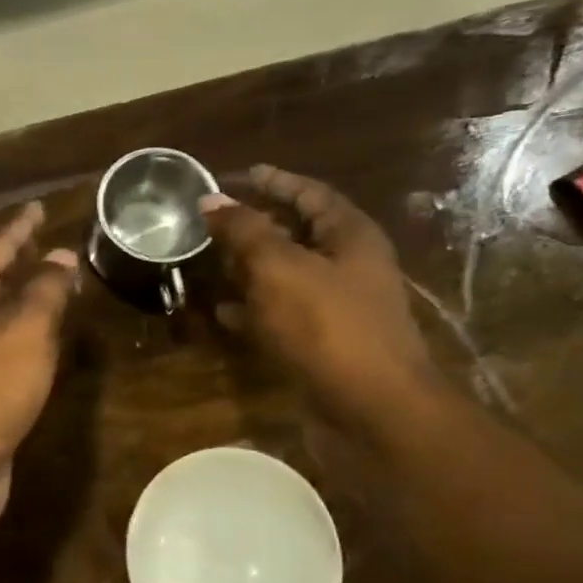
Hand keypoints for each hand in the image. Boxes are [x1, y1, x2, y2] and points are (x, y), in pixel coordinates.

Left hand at [0, 202, 77, 541]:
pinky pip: (3, 357)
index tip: (37, 207)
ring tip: (51, 290)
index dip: (18, 228)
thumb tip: (61, 254)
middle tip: (45, 245)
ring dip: (20, 304)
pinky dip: (25, 344)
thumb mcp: (25, 329)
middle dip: (16, 264)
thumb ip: (45, 291)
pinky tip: (43, 349)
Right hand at [201, 166, 443, 431]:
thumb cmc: (328, 326)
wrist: (372, 407)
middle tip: (214, 221)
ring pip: (287, 276)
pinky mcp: (322, 344)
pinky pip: (282, 316)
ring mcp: (337, 308)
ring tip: (210, 261)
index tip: (237, 175)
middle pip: (299, 234)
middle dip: (257, 225)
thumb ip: (244, 231)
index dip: (274, 181)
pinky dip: (253, 310)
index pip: (310, 194)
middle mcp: (349, 267)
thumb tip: (211, 199)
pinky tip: (223, 312)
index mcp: (350, 236)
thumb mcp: (280, 269)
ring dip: (250, 269)